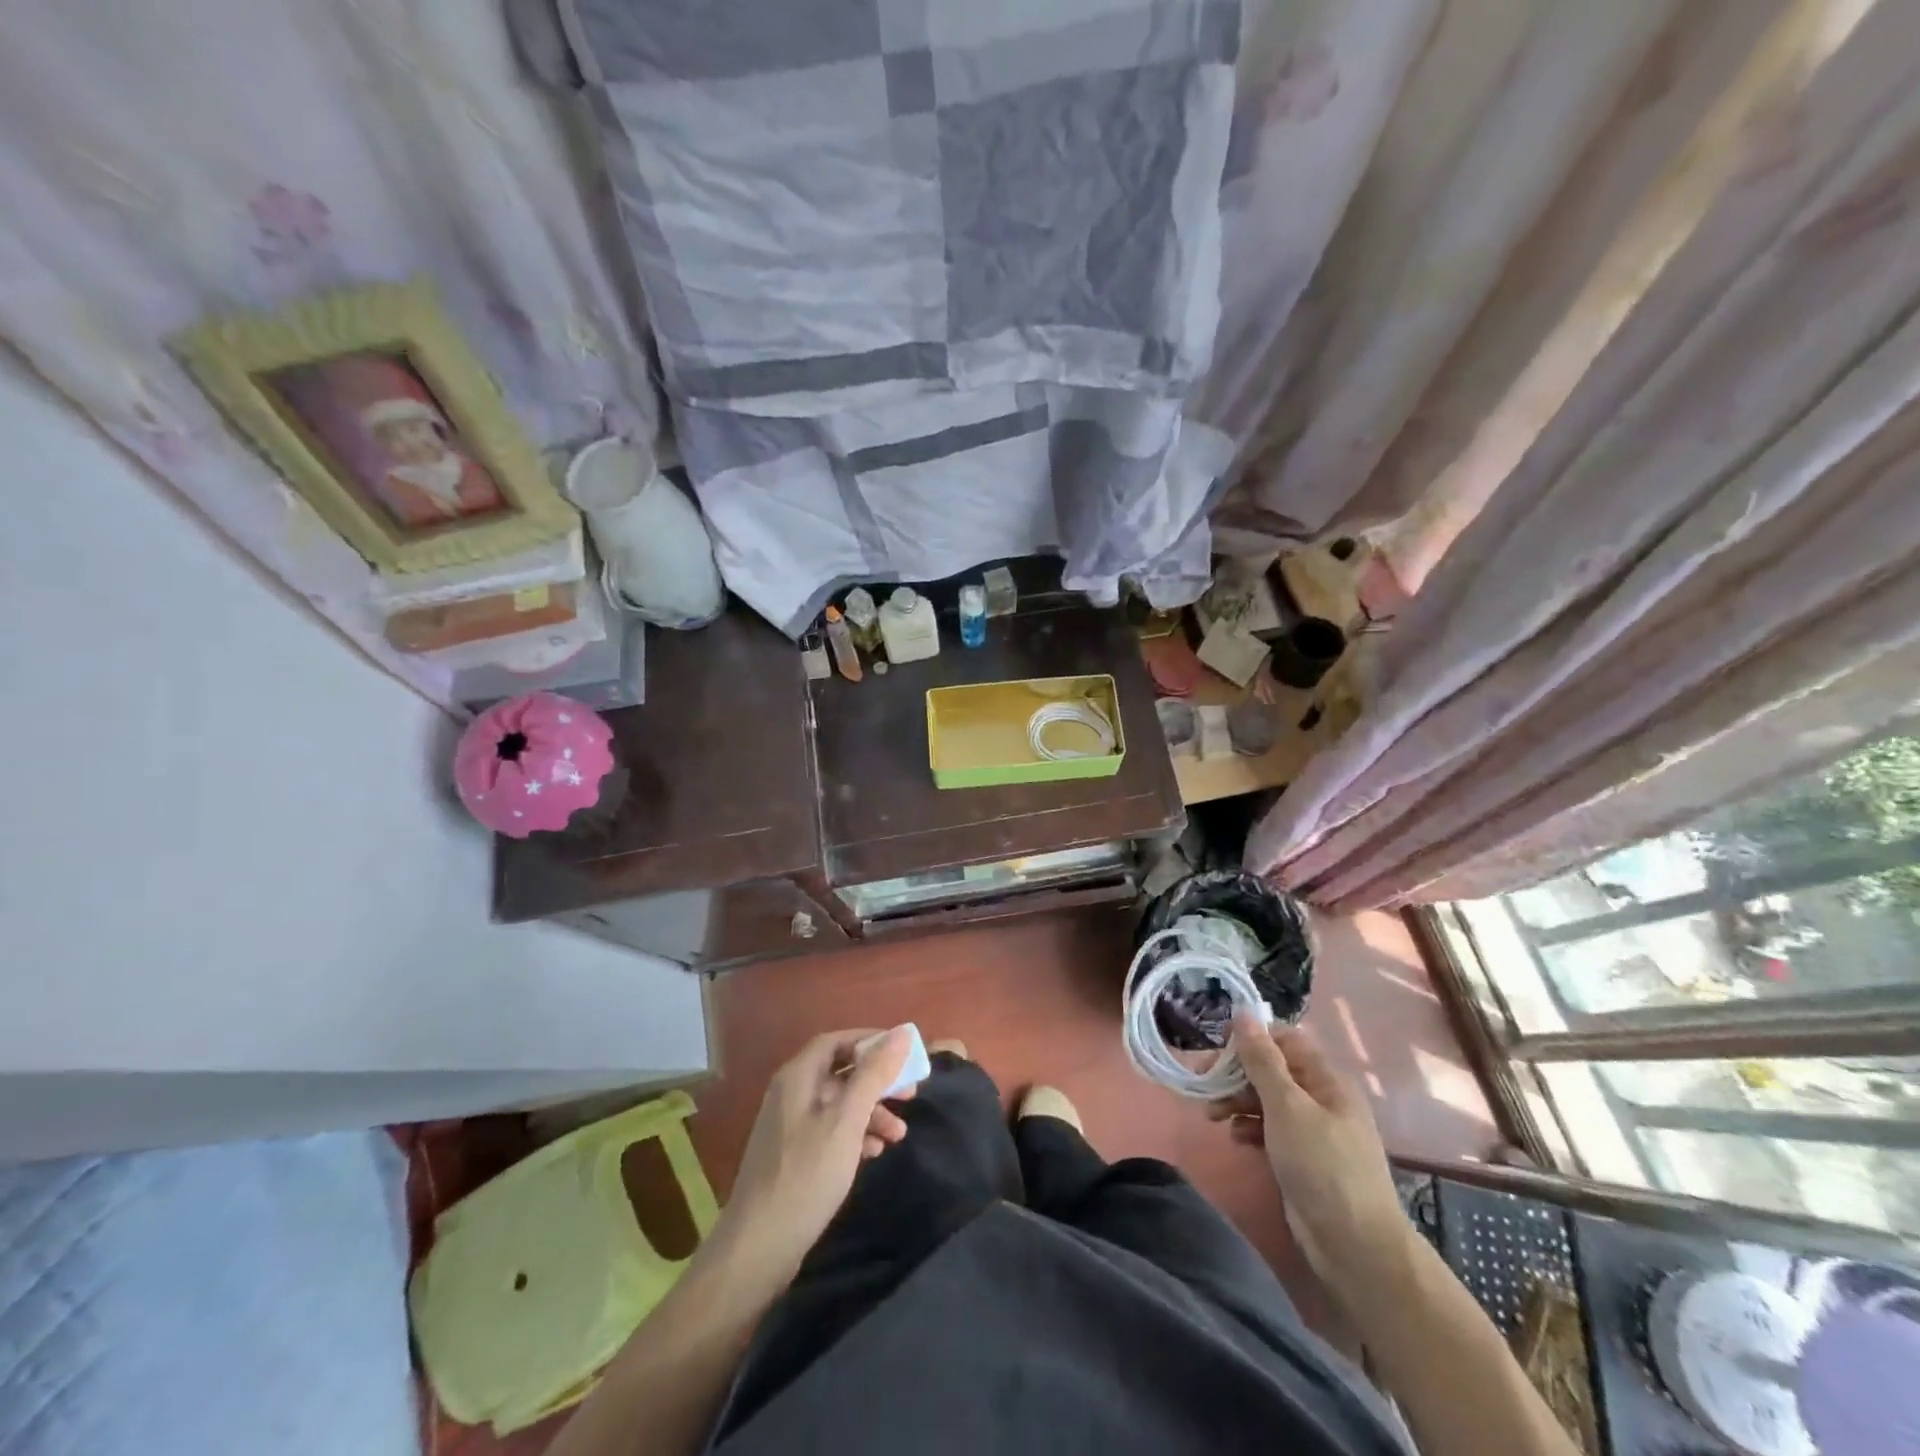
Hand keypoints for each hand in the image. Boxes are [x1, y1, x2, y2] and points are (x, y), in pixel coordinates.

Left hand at [717, 1026, 915, 1273]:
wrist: (758, 1248)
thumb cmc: (806, 1176)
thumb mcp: (847, 1121)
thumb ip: (874, 1075)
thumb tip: (902, 1033)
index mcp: (798, 1077)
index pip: (837, 1041)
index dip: (870, 1041)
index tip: (903, 1053)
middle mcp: (791, 1093)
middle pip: (840, 1072)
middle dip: (877, 1080)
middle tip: (910, 1094)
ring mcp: (790, 1126)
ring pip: (839, 1103)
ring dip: (871, 1112)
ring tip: (899, 1134)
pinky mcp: (793, 1156)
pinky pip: (831, 1130)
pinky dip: (855, 1134)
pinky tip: (874, 1152)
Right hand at [1210, 1009, 1409, 1285]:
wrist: (1354, 1246)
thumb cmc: (1322, 1165)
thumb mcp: (1287, 1106)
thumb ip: (1262, 1059)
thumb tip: (1243, 1012)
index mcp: (1325, 1079)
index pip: (1283, 1039)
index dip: (1250, 1038)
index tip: (1217, 1048)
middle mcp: (1320, 1098)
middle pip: (1271, 1069)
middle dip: (1236, 1073)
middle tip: (1204, 1084)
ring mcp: (1312, 1130)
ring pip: (1266, 1099)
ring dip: (1237, 1101)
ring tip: (1212, 1116)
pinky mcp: (1301, 1158)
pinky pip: (1269, 1129)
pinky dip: (1249, 1127)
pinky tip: (1236, 1138)